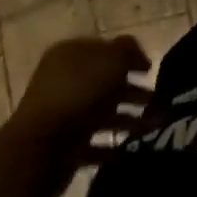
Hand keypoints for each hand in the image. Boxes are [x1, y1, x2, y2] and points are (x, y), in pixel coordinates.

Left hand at [15, 36, 152, 169]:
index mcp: (70, 54)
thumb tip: (137, 56)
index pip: (104, 48)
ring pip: (100, 112)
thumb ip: (128, 51)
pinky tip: (131, 148)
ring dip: (127, 118)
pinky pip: (93, 142)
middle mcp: (62, 80)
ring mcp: (60, 114)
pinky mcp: (62, 146)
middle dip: (131, 90)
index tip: (151, 70)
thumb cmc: (79, 93)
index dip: (129, 56)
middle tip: (155, 100)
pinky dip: (111, 145)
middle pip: (103, 81)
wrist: (41, 148)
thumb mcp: (112, 60)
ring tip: (152, 126)